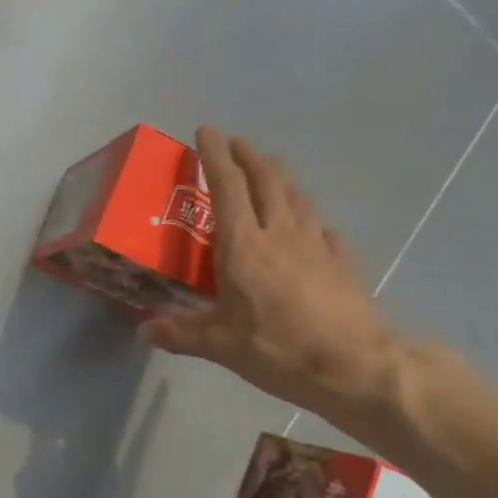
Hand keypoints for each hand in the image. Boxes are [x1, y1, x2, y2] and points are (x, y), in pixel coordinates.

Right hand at [141, 128, 401, 429]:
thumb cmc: (278, 349)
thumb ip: (181, 334)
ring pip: (296, 197)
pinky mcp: (341, 262)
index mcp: (244, 247)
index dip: (215, 157)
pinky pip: (321, 227)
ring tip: (269, 169)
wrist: (354, 365)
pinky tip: (310, 225)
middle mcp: (281, 234)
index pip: (227, 188)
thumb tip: (144, 330)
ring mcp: (317, 245)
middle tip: (237, 142)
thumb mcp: (220, 346)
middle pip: (266, 181)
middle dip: (249, 156)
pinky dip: (308, 217)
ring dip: (279, 176)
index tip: (206, 132)